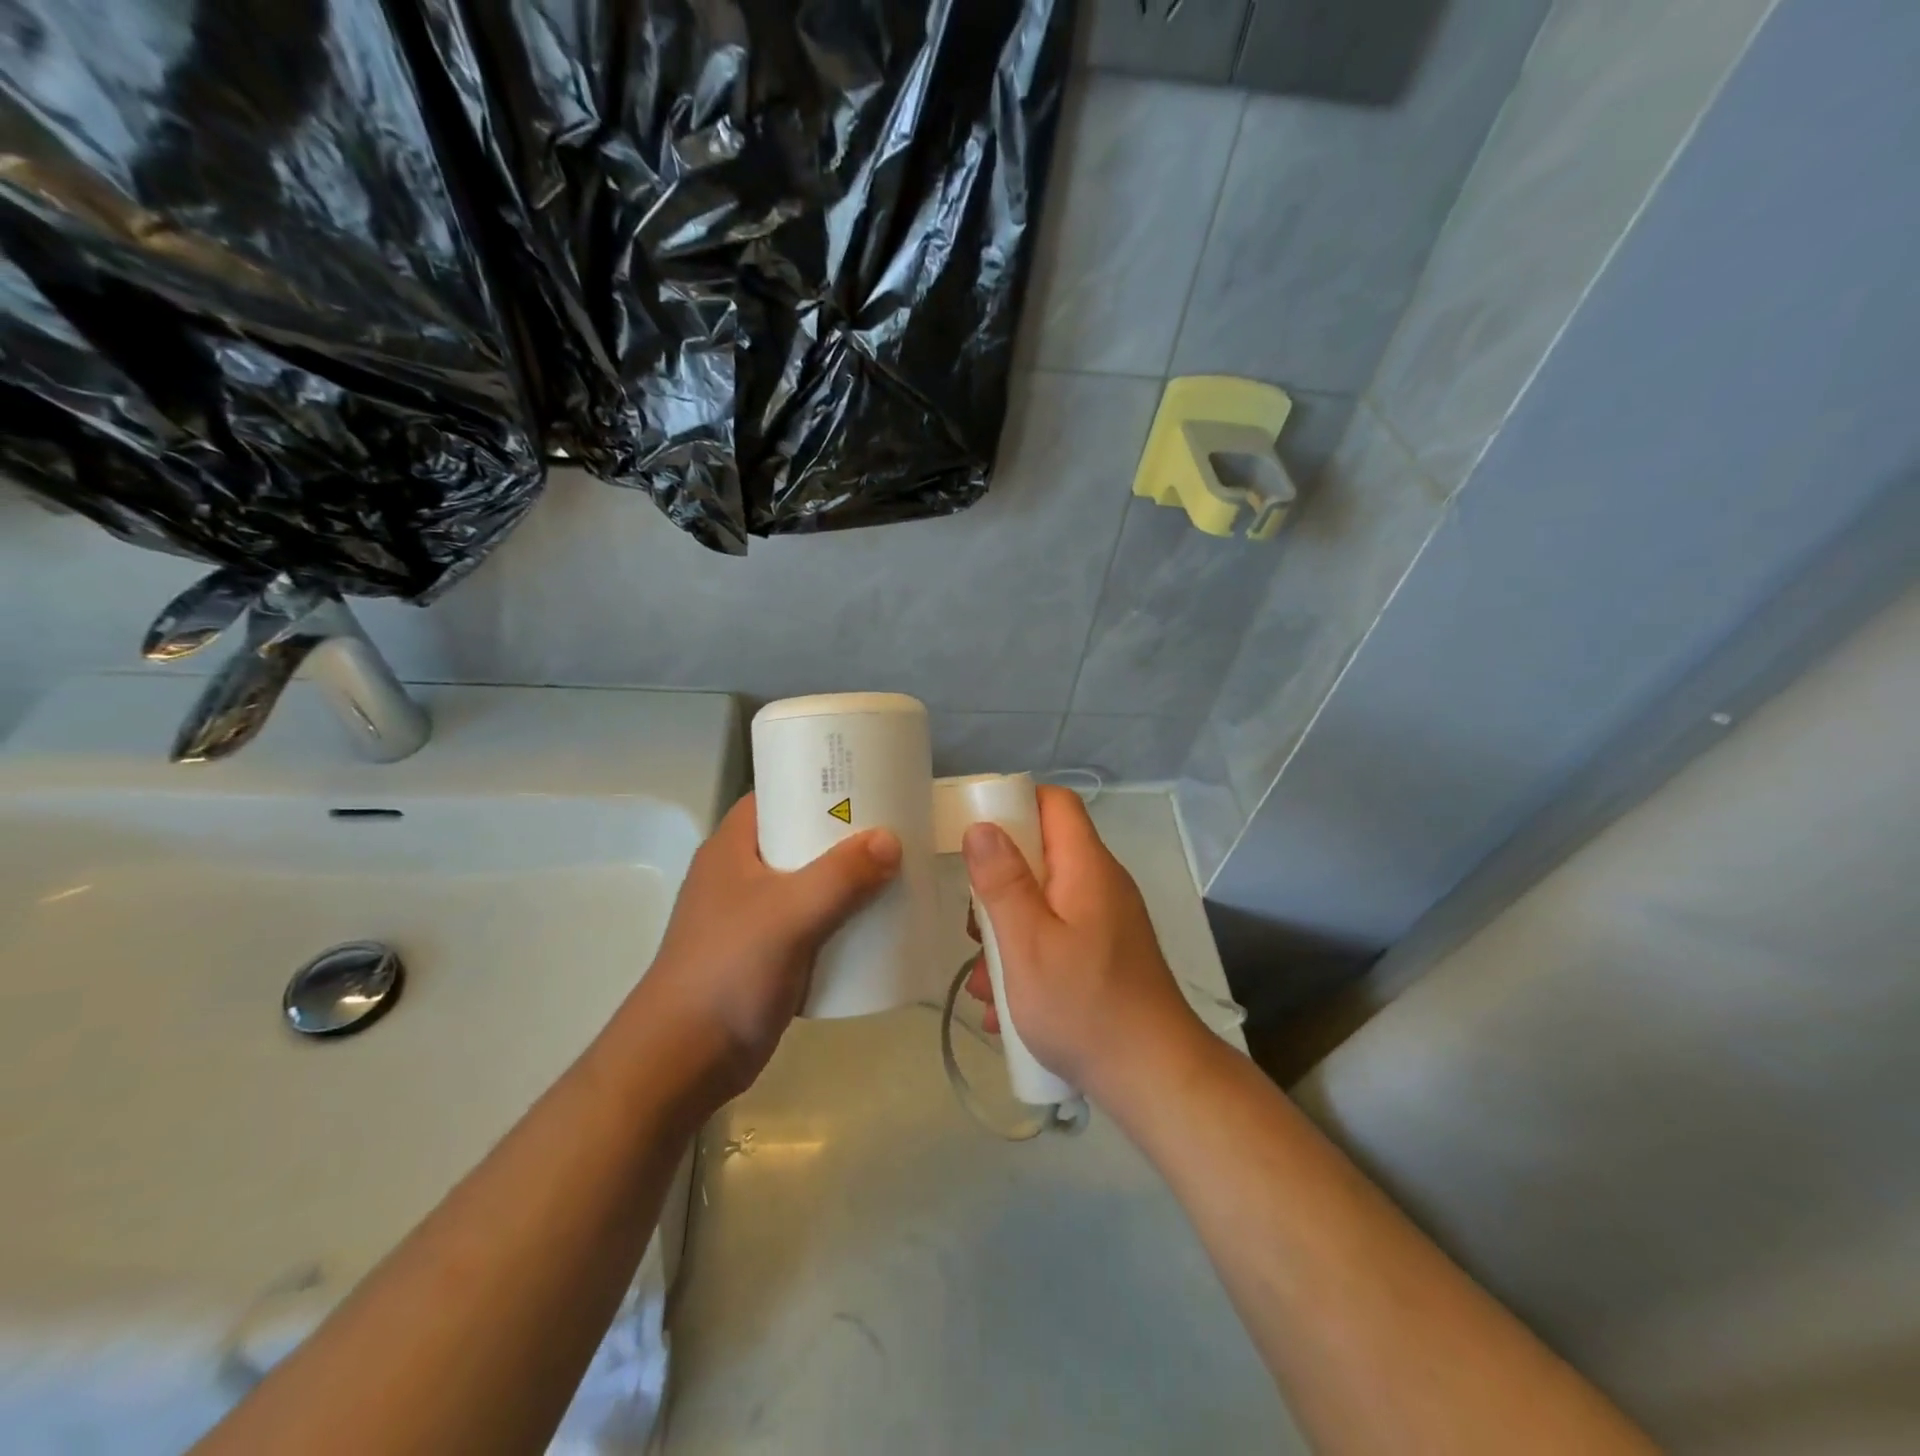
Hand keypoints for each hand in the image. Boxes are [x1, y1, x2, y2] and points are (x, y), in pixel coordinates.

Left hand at [638, 793, 899, 1099]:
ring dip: (849, 878)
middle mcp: (742, 873)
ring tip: (897, 868)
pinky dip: (842, 917)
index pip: (778, 794)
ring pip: (811, 881)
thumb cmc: (729, 970)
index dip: (818, 782)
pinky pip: (814, 921)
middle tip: (897, 825)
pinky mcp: (767, 952)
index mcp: (733, 847)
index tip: (867, 780)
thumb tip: (891, 840)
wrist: (684, 1060)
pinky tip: (877, 921)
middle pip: (801, 837)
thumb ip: (841, 876)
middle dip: (846, 834)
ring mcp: (753, 915)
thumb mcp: (789, 914)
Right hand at [961, 786, 1203, 1101]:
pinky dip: (1029, 963)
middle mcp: (1101, 885)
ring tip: (984, 985)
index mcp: (1086, 867)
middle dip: (999, 890)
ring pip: (1044, 905)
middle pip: (1042, 857)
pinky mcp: (1105, 956)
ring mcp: (1106, 922)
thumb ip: (1002, 882)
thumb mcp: (1028, 943)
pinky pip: (1058, 940)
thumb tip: (981, 826)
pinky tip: (1005, 1008)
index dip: (1014, 806)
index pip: (1054, 803)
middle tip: (974, 928)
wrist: (1154, 1079)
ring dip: (1007, 937)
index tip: (974, 834)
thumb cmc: (1084, 1006)